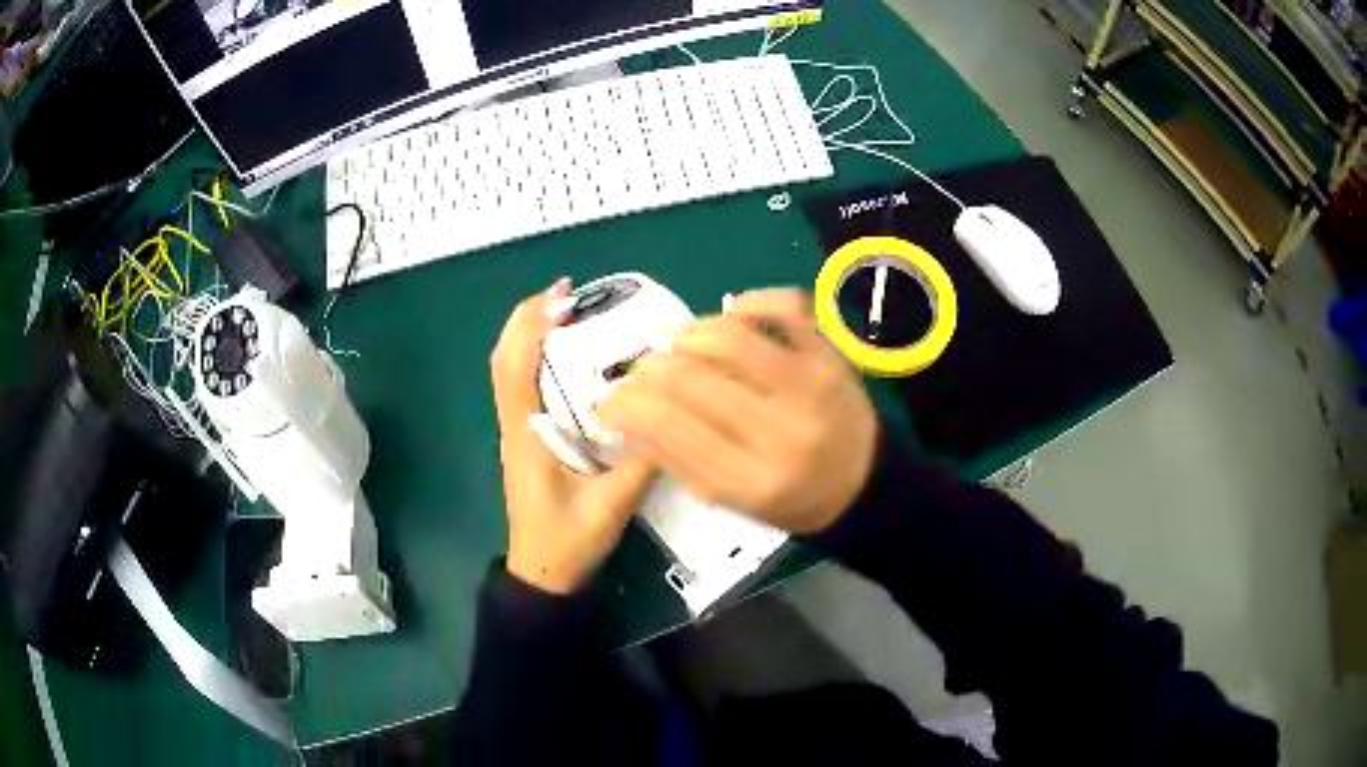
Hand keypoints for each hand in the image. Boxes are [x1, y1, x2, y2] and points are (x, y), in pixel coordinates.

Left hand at [491, 279, 654, 593]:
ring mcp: (517, 431)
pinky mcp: (527, 439)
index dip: (533, 326)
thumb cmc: (568, 541)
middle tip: (569, 293)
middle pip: (504, 358)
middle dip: (528, 318)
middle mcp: (515, 424)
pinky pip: (522, 386)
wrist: (543, 575)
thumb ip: (641, 460)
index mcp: (527, 434)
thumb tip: (668, 410)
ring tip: (570, 311)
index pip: (515, 366)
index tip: (564, 298)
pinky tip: (569, 354)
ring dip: (530, 334)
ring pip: (509, 369)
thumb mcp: (612, 504)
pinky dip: (536, 357)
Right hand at [598, 288, 877, 533]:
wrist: (868, 484)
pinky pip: (785, 307)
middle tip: (639, 372)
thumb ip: (680, 461)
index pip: (670, 426)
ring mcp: (811, 385)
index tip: (609, 399)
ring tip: (676, 345)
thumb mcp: (736, 501)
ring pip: (728, 337)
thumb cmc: (796, 499)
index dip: (626, 405)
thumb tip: (626, 417)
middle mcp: (782, 431)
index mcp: (754, 479)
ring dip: (687, 334)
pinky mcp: (830, 355)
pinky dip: (750, 302)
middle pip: (690, 379)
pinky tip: (731, 314)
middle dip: (647, 370)